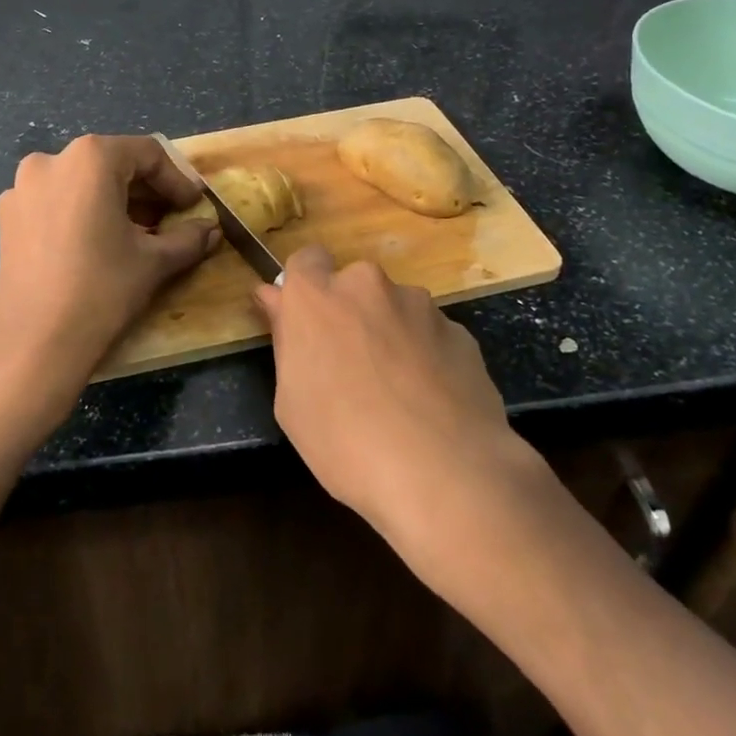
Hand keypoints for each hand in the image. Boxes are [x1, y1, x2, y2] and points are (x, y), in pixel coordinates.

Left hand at [0, 134, 216, 433]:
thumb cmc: (102, 290)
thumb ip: (188, 238)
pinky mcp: (7, 218)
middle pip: (112, 164)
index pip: (147, 155)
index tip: (193, 207)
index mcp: (90, 158)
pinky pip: (55, 202)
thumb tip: (212, 230)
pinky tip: (98, 245)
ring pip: (81, 183)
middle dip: (146, 191)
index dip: (177, 181)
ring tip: (138, 234)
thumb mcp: (154, 261)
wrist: (34, 346)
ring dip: (114, 202)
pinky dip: (82, 213)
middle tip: (171, 220)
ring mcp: (21, 189)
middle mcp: (51, 160)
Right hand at [255, 247, 544, 550]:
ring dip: (391, 334)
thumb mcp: (291, 402)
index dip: (306, 288)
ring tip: (400, 393)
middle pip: (353, 286)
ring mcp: (419, 305)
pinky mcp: (460, 331)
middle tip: (352, 367)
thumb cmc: (345, 443)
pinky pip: (431, 335)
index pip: (305, 260)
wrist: (445, 475)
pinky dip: (427, 357)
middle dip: (351, 314)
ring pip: (395, 309)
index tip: (306, 322)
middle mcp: (367, 284)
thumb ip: (286, 340)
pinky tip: (431, 403)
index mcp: (316, 296)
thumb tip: (276, 300)